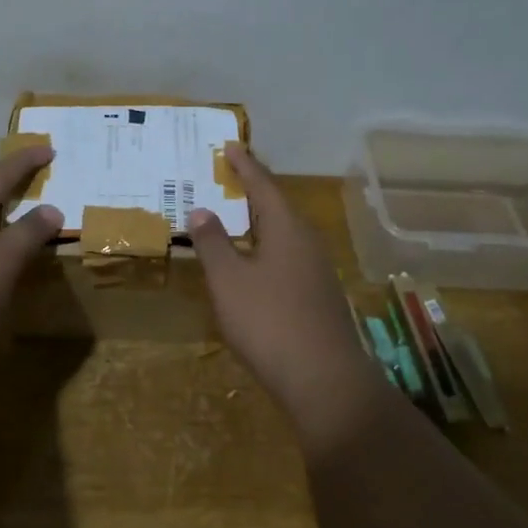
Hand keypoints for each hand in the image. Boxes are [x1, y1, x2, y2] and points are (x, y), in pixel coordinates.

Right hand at [188, 144, 382, 445]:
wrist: (324, 382)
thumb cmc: (269, 321)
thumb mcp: (229, 280)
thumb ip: (213, 243)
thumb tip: (202, 209)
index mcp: (287, 229)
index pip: (263, 185)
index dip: (245, 165)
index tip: (231, 145)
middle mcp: (308, 242)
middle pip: (278, 207)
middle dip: (253, 190)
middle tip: (230, 176)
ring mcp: (318, 272)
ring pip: (285, 234)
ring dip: (260, 221)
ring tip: (237, 216)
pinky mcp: (319, 297)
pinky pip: (289, 257)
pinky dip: (267, 248)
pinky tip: (255, 264)